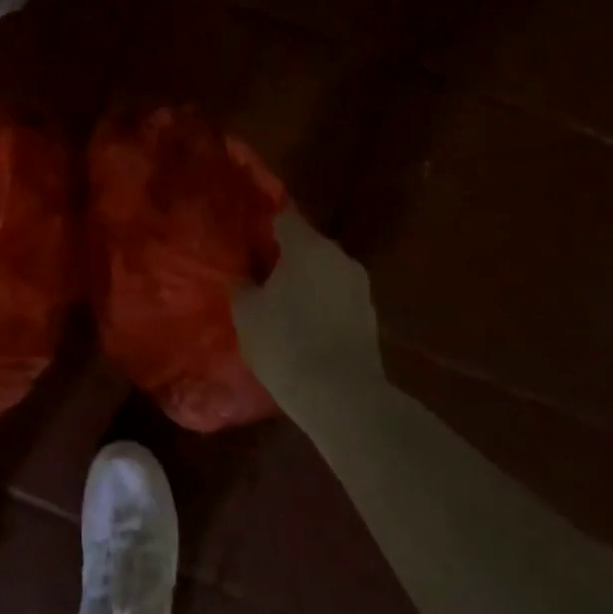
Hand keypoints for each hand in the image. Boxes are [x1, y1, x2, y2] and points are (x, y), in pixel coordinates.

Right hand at [233, 209, 385, 425]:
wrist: (342, 397)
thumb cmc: (286, 343)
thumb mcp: (247, 312)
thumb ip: (242, 283)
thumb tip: (242, 274)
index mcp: (307, 246)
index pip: (284, 216)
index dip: (264, 222)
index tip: (247, 235)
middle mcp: (338, 256)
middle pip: (306, 243)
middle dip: (284, 254)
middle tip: (258, 272)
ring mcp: (359, 285)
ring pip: (323, 270)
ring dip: (304, 279)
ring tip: (280, 301)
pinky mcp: (370, 315)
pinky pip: (336, 295)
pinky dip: (320, 301)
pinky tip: (304, 324)